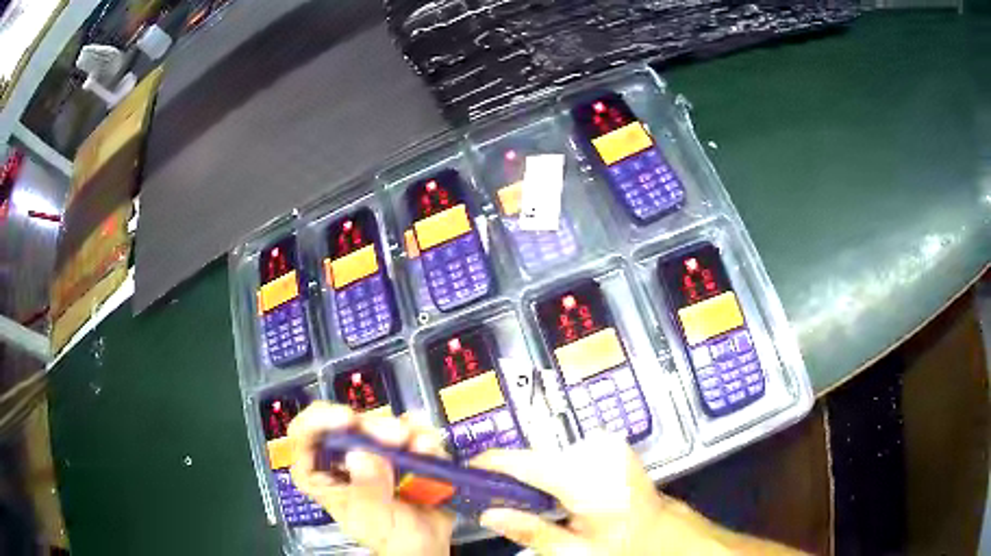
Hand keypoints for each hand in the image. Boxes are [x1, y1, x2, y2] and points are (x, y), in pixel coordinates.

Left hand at [287, 402, 454, 555]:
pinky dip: (421, 433)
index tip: (346, 419)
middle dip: (372, 427)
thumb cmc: (392, 538)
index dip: (319, 420)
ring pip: (379, 423)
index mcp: (322, 475)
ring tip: (420, 447)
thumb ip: (367, 490)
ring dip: (402, 431)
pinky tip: (428, 447)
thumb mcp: (374, 520)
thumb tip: (359, 455)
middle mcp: (343, 458)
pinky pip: (409, 429)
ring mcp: (374, 451)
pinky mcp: (402, 449)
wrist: (429, 544)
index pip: (304, 436)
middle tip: (397, 438)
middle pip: (347, 424)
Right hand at [472, 433, 805, 554]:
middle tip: (499, 504)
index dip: (488, 467)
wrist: (671, 535)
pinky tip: (561, 501)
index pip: (519, 459)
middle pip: (534, 458)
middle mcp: (595, 449)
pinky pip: (568, 459)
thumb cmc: (628, 547)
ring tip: (535, 508)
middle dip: (513, 480)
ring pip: (550, 459)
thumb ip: (530, 530)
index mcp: (584, 473)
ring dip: (535, 481)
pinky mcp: (611, 449)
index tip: (466, 477)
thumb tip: (490, 512)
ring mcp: (605, 446)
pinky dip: (555, 478)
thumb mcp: (576, 551)